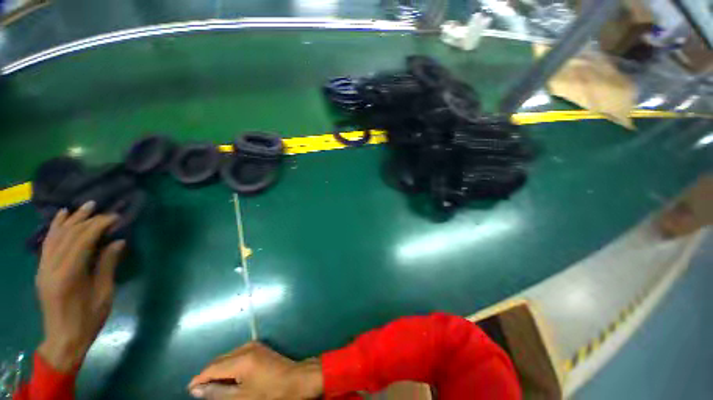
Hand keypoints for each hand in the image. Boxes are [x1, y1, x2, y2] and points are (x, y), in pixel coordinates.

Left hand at [36, 202, 124, 371]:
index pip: (83, 240)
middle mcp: (52, 267)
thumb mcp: (104, 293)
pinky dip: (55, 228)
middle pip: (68, 235)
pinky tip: (61, 217)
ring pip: (56, 236)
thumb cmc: (88, 319)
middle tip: (104, 209)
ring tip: (84, 207)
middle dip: (87, 219)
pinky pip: (47, 244)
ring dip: (71, 219)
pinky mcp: (42, 270)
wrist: (64, 339)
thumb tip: (118, 242)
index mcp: (69, 274)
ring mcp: (43, 268)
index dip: (99, 225)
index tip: (115, 217)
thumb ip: (107, 265)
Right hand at [188, 342, 322, 399]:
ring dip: (218, 370)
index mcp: (241, 358)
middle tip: (200, 392)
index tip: (189, 391)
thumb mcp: (242, 398)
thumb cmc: (270, 392)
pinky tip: (228, 378)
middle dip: (208, 375)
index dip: (199, 379)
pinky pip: (237, 355)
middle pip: (219, 360)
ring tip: (213, 387)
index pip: (212, 367)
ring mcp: (254, 345)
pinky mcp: (259, 348)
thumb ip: (217, 392)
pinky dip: (229, 366)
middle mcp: (246, 347)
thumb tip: (196, 389)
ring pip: (228, 357)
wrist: (296, 380)